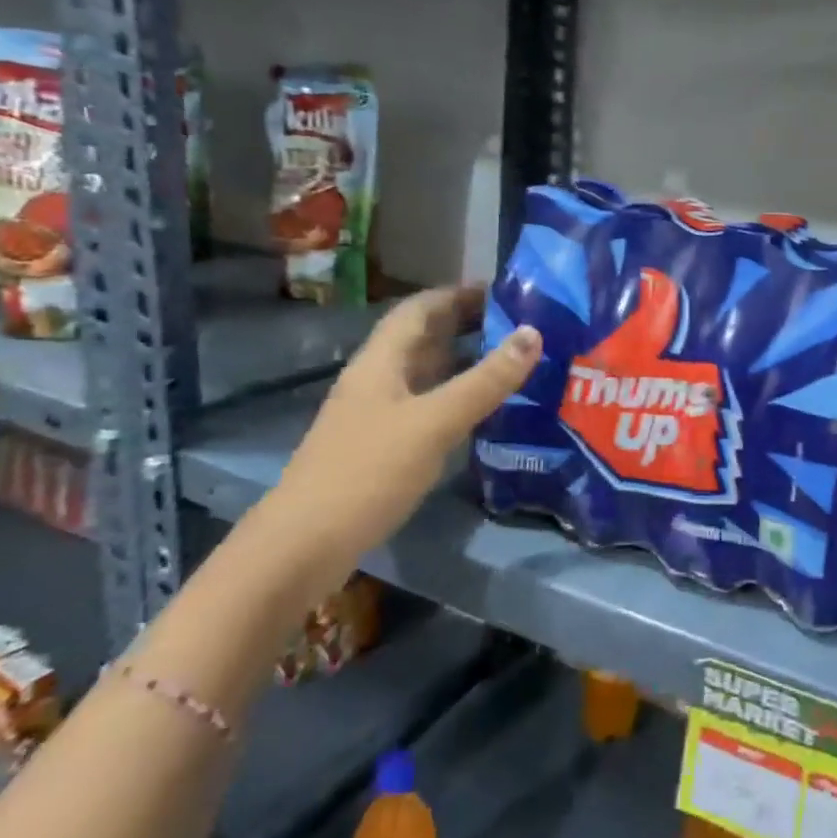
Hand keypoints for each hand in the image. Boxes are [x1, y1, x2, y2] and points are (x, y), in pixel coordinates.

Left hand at [263, 285, 540, 592]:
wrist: (303, 545)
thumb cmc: (368, 472)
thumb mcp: (435, 422)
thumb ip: (486, 380)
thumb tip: (533, 332)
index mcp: (381, 361)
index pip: (420, 309)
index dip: (459, 294)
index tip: (505, 292)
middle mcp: (376, 380)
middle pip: (423, 338)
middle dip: (466, 325)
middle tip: (519, 327)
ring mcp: (375, 415)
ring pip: (425, 374)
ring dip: (463, 362)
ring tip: (511, 363)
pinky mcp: (379, 448)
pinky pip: (425, 406)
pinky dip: (455, 398)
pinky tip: (481, 413)